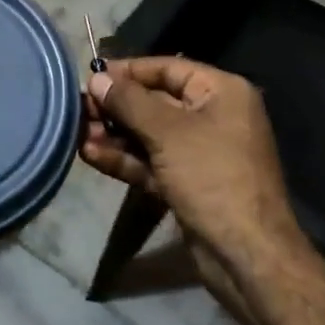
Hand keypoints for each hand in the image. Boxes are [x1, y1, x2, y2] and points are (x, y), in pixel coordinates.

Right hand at [81, 58, 303, 291]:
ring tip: (77, 132)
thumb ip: (129, 102)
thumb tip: (97, 78)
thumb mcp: (167, 132)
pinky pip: (150, 162)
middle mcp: (212, 116)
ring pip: (149, 134)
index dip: (129, 70)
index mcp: (221, 92)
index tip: (92, 75)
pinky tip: (90, 155)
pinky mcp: (186, 183)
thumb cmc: (212, 176)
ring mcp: (199, 153)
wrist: (246, 255)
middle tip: (79, 108)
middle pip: (155, 101)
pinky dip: (124, 158)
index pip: (168, 68)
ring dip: (114, 134)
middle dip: (116, 106)